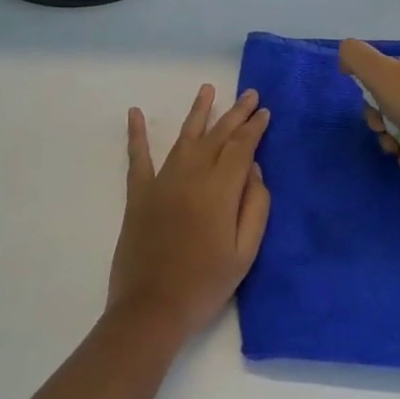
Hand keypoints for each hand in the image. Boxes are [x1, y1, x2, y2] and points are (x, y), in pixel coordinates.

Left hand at [109, 85, 271, 342]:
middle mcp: (191, 176)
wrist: (152, 308)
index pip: (241, 148)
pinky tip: (135, 113)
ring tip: (208, 89)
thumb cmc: (205, 285)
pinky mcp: (139, 193)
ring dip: (198, 112)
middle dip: (235, 114)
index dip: (254, 128)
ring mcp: (162, 182)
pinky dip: (137, 134)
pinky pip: (138, 157)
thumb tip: (254, 169)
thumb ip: (255, 207)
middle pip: (217, 136)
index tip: (264, 111)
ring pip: (184, 137)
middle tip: (249, 94)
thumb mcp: (245, 253)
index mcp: (219, 190)